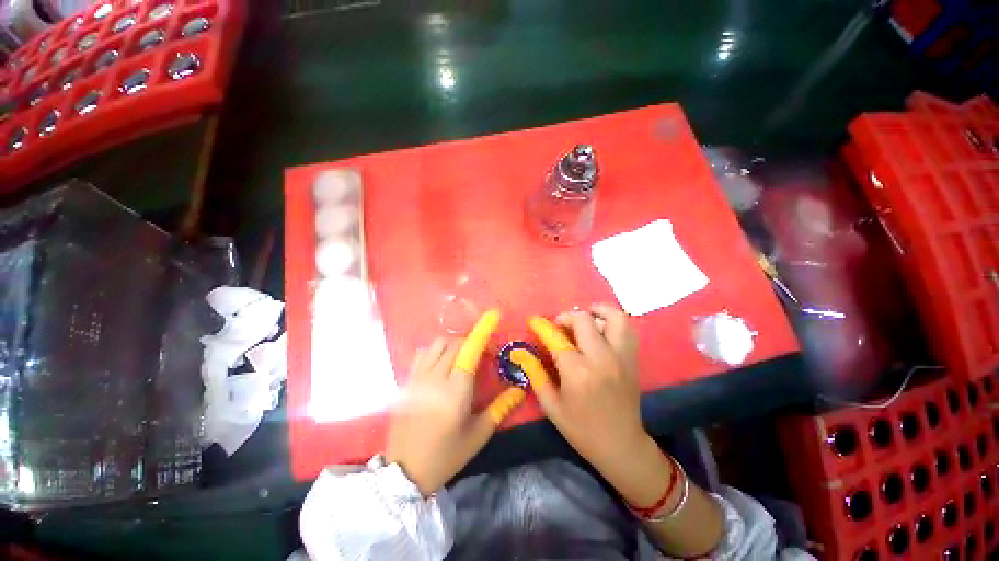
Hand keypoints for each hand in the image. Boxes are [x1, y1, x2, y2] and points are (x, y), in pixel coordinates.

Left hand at [385, 311, 524, 495]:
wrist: (404, 474)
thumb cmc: (446, 455)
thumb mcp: (478, 434)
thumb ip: (500, 408)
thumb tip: (520, 390)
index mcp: (456, 391)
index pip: (470, 350)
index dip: (482, 330)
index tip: (493, 314)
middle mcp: (435, 378)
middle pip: (455, 343)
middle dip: (471, 342)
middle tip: (483, 356)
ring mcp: (417, 379)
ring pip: (437, 345)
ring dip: (454, 344)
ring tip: (462, 358)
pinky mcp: (407, 382)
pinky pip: (422, 354)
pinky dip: (436, 350)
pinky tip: (442, 363)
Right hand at [526, 305, 661, 492]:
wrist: (621, 445)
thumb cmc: (582, 430)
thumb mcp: (551, 406)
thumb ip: (536, 376)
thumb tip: (524, 353)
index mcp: (577, 371)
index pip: (556, 337)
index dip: (542, 326)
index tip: (534, 322)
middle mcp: (601, 358)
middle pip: (583, 320)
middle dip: (566, 317)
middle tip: (559, 326)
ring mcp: (620, 356)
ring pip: (613, 317)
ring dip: (596, 312)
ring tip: (585, 318)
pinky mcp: (632, 358)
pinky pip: (627, 328)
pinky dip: (613, 321)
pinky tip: (602, 329)